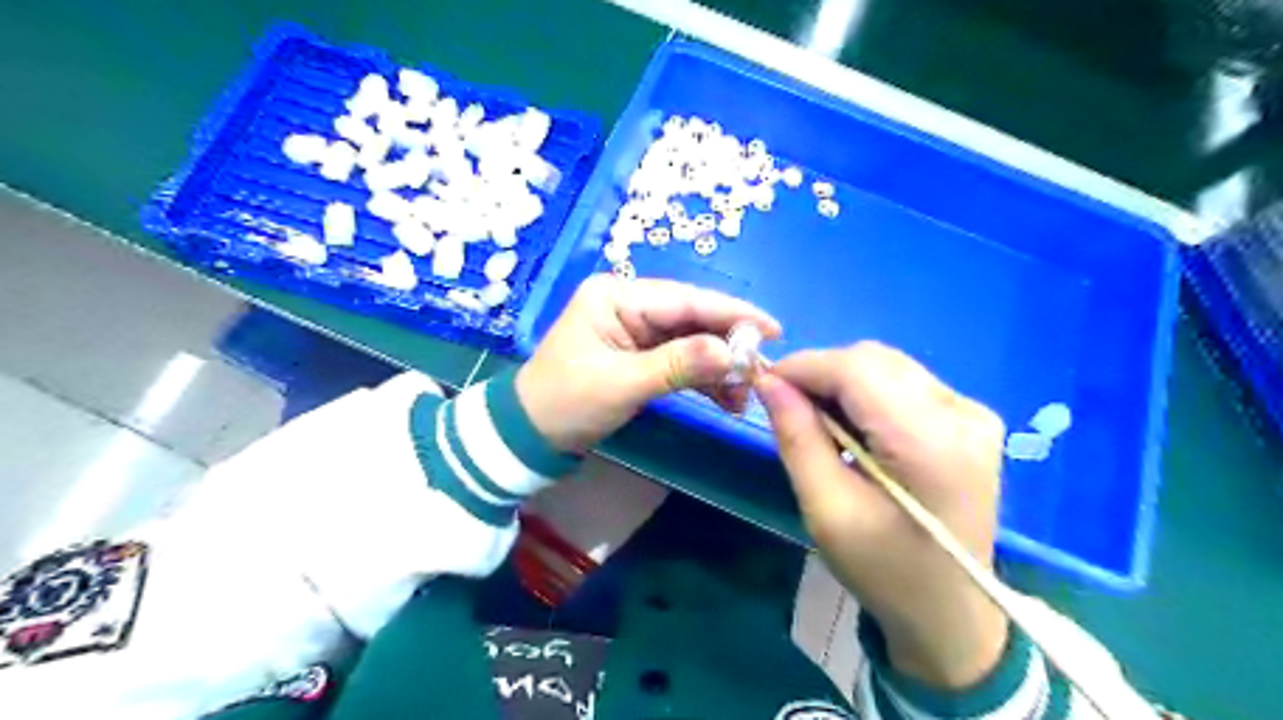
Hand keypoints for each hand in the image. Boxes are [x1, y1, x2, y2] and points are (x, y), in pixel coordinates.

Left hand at [514, 273, 774, 448]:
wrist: (530, 434)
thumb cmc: (566, 403)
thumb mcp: (620, 384)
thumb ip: (677, 365)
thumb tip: (731, 353)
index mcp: (616, 296)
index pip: (684, 300)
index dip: (731, 313)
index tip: (773, 330)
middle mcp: (629, 304)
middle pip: (692, 317)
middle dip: (728, 344)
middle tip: (762, 371)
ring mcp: (636, 328)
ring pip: (691, 339)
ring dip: (719, 365)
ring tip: (745, 394)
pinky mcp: (640, 353)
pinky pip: (681, 358)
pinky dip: (704, 377)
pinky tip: (726, 398)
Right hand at [755, 345, 1011, 692]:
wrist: (951, 610)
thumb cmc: (883, 569)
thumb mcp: (825, 509)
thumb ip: (796, 437)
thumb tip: (768, 382)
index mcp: (929, 443)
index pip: (855, 369)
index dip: (803, 367)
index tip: (764, 384)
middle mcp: (961, 413)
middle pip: (873, 360)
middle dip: (821, 374)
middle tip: (788, 407)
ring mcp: (973, 412)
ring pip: (886, 365)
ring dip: (843, 382)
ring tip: (820, 423)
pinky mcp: (972, 417)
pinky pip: (904, 381)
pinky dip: (867, 392)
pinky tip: (855, 428)